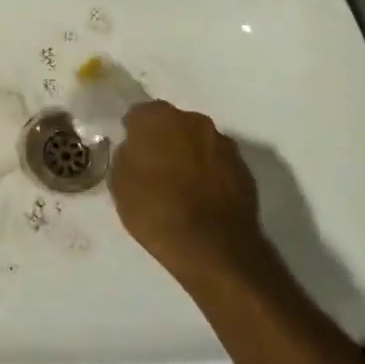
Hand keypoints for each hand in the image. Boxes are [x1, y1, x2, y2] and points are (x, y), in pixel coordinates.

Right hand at [110, 100, 271, 287]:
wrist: (214, 248)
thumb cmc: (157, 211)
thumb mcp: (120, 184)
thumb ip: (126, 156)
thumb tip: (135, 150)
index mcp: (158, 118)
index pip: (139, 115)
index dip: (134, 133)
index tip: (132, 153)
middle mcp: (193, 120)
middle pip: (172, 124)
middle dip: (164, 140)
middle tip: (155, 169)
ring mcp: (223, 143)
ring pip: (198, 142)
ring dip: (190, 156)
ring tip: (182, 187)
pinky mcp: (244, 168)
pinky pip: (218, 164)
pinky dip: (210, 174)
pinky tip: (203, 199)